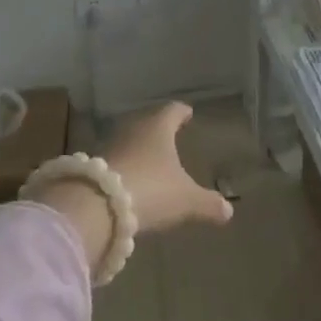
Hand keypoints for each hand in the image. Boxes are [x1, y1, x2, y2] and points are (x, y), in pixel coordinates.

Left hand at [104, 101, 234, 232]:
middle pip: (148, 122)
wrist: (95, 207)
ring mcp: (109, 145)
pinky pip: (113, 159)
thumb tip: (228, 210)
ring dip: (138, 147)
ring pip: (128, 139)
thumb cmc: (151, 190)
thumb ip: (208, 204)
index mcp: (159, 126)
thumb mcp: (186, 200)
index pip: (173, 110)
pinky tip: (128, 179)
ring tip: (149, 158)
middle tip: (169, 134)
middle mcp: (133, 128)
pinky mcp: (92, 166)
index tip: (187, 113)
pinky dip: (122, 165)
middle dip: (158, 128)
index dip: (182, 112)